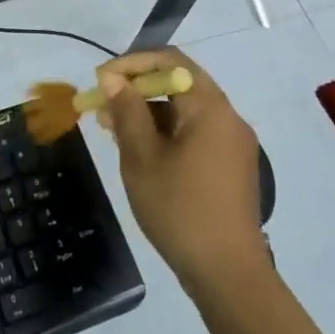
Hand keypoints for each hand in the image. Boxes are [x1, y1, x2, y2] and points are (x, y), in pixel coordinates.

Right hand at [96, 49, 266, 292]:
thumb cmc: (179, 209)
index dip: (132, 63)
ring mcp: (233, 143)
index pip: (171, 61)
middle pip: (179, 83)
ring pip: (185, 110)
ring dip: (149, 112)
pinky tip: (140, 151)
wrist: (228, 272)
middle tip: (102, 106)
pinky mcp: (231, 166)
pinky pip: (195, 133)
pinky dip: (166, 132)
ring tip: (112, 130)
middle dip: (137, 89)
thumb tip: (114, 80)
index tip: (101, 81)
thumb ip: (128, 112)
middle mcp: (228, 117)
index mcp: (210, 107)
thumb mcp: (142, 157)